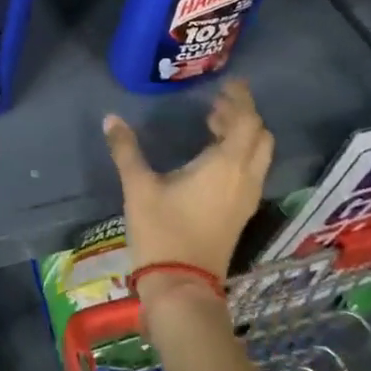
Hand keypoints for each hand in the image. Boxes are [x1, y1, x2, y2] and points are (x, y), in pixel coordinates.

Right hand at [102, 80, 273, 283]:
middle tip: (216, 104)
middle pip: (260, 137)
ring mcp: (246, 198)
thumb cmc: (162, 231)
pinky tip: (211, 158)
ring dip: (242, 135)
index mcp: (226, 165)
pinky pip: (251, 172)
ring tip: (212, 125)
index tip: (229, 84)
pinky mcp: (240, 213)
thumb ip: (126, 150)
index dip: (241, 100)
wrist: (181, 286)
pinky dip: (240, 154)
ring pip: (258, 156)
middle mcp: (245, 178)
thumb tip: (110, 118)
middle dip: (243, 116)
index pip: (247, 121)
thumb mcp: (138, 187)